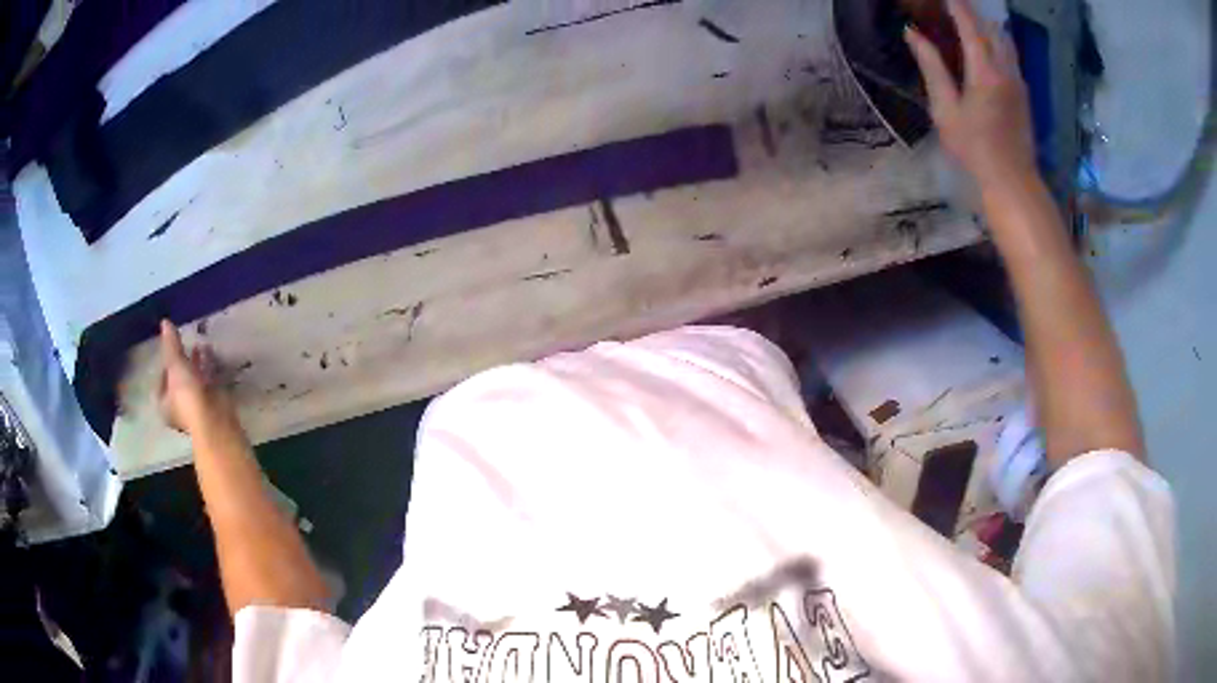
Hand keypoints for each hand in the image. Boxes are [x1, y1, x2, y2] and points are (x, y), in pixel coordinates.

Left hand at [157, 320, 237, 435]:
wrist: (213, 419)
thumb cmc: (187, 396)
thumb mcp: (175, 365)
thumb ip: (171, 344)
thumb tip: (165, 321)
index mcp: (164, 404)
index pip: (161, 381)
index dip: (165, 364)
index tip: (170, 348)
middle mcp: (177, 408)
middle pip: (178, 381)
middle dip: (182, 363)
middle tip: (186, 344)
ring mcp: (195, 408)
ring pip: (194, 382)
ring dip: (196, 364)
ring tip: (201, 346)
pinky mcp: (211, 405)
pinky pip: (207, 382)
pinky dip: (209, 369)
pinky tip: (212, 355)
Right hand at [905, 0, 1036, 187]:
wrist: (1013, 182)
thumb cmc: (975, 149)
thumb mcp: (945, 109)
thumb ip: (931, 67)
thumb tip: (912, 33)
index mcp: (985, 70)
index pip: (969, 23)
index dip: (955, 4)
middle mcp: (1006, 69)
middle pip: (991, 27)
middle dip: (972, 12)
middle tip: (954, 7)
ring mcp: (1019, 81)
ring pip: (1005, 40)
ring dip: (987, 25)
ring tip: (969, 22)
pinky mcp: (1024, 94)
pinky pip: (1011, 55)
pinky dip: (997, 42)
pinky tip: (986, 48)